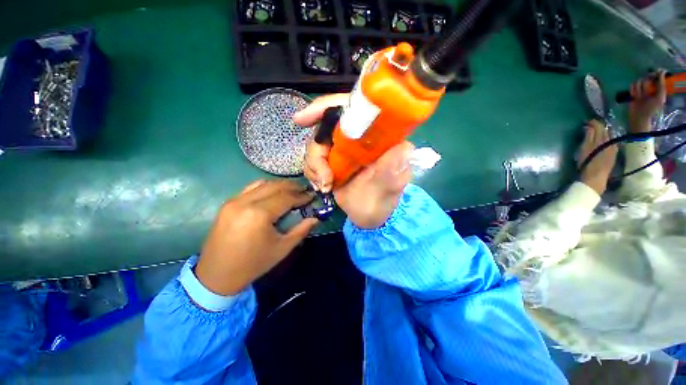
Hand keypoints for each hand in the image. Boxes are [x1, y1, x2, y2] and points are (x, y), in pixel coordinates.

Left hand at [195, 180, 317, 295]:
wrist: (217, 276)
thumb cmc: (253, 264)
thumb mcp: (282, 248)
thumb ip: (301, 230)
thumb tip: (315, 218)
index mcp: (259, 214)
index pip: (286, 198)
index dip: (301, 196)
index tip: (312, 196)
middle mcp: (245, 202)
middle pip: (274, 186)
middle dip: (292, 186)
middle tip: (304, 190)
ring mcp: (234, 201)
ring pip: (261, 184)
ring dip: (279, 185)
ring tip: (291, 189)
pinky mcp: (227, 204)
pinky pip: (250, 189)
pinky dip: (265, 187)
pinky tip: (273, 193)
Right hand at [294, 94, 413, 228]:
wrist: (369, 216)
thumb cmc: (381, 202)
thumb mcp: (389, 188)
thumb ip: (394, 170)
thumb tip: (405, 147)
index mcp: (375, 136)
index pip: (350, 107)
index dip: (326, 107)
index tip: (303, 120)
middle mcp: (357, 138)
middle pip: (324, 127)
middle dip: (317, 153)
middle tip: (323, 178)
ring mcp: (342, 149)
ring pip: (315, 144)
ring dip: (314, 167)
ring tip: (325, 186)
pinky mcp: (332, 160)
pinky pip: (313, 159)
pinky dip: (313, 172)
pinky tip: (323, 186)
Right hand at [578, 120, 617, 194]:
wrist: (595, 179)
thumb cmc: (587, 164)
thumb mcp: (585, 149)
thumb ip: (589, 136)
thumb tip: (590, 126)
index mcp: (603, 139)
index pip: (599, 126)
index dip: (593, 122)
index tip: (586, 121)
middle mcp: (610, 141)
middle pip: (606, 130)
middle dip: (599, 127)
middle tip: (591, 126)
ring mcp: (613, 149)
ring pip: (609, 136)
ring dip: (603, 133)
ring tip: (596, 132)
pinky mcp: (613, 155)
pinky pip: (611, 143)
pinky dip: (606, 139)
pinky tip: (603, 142)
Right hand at [628, 70, 666, 133]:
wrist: (639, 116)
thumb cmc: (651, 108)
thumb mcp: (660, 98)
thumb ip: (662, 86)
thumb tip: (661, 71)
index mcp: (658, 87)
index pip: (658, 75)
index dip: (656, 73)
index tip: (655, 73)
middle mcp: (650, 86)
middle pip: (647, 77)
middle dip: (646, 84)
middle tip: (645, 91)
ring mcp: (641, 89)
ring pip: (638, 81)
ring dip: (638, 89)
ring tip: (639, 96)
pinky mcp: (633, 91)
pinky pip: (632, 85)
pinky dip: (632, 90)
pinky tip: (634, 96)